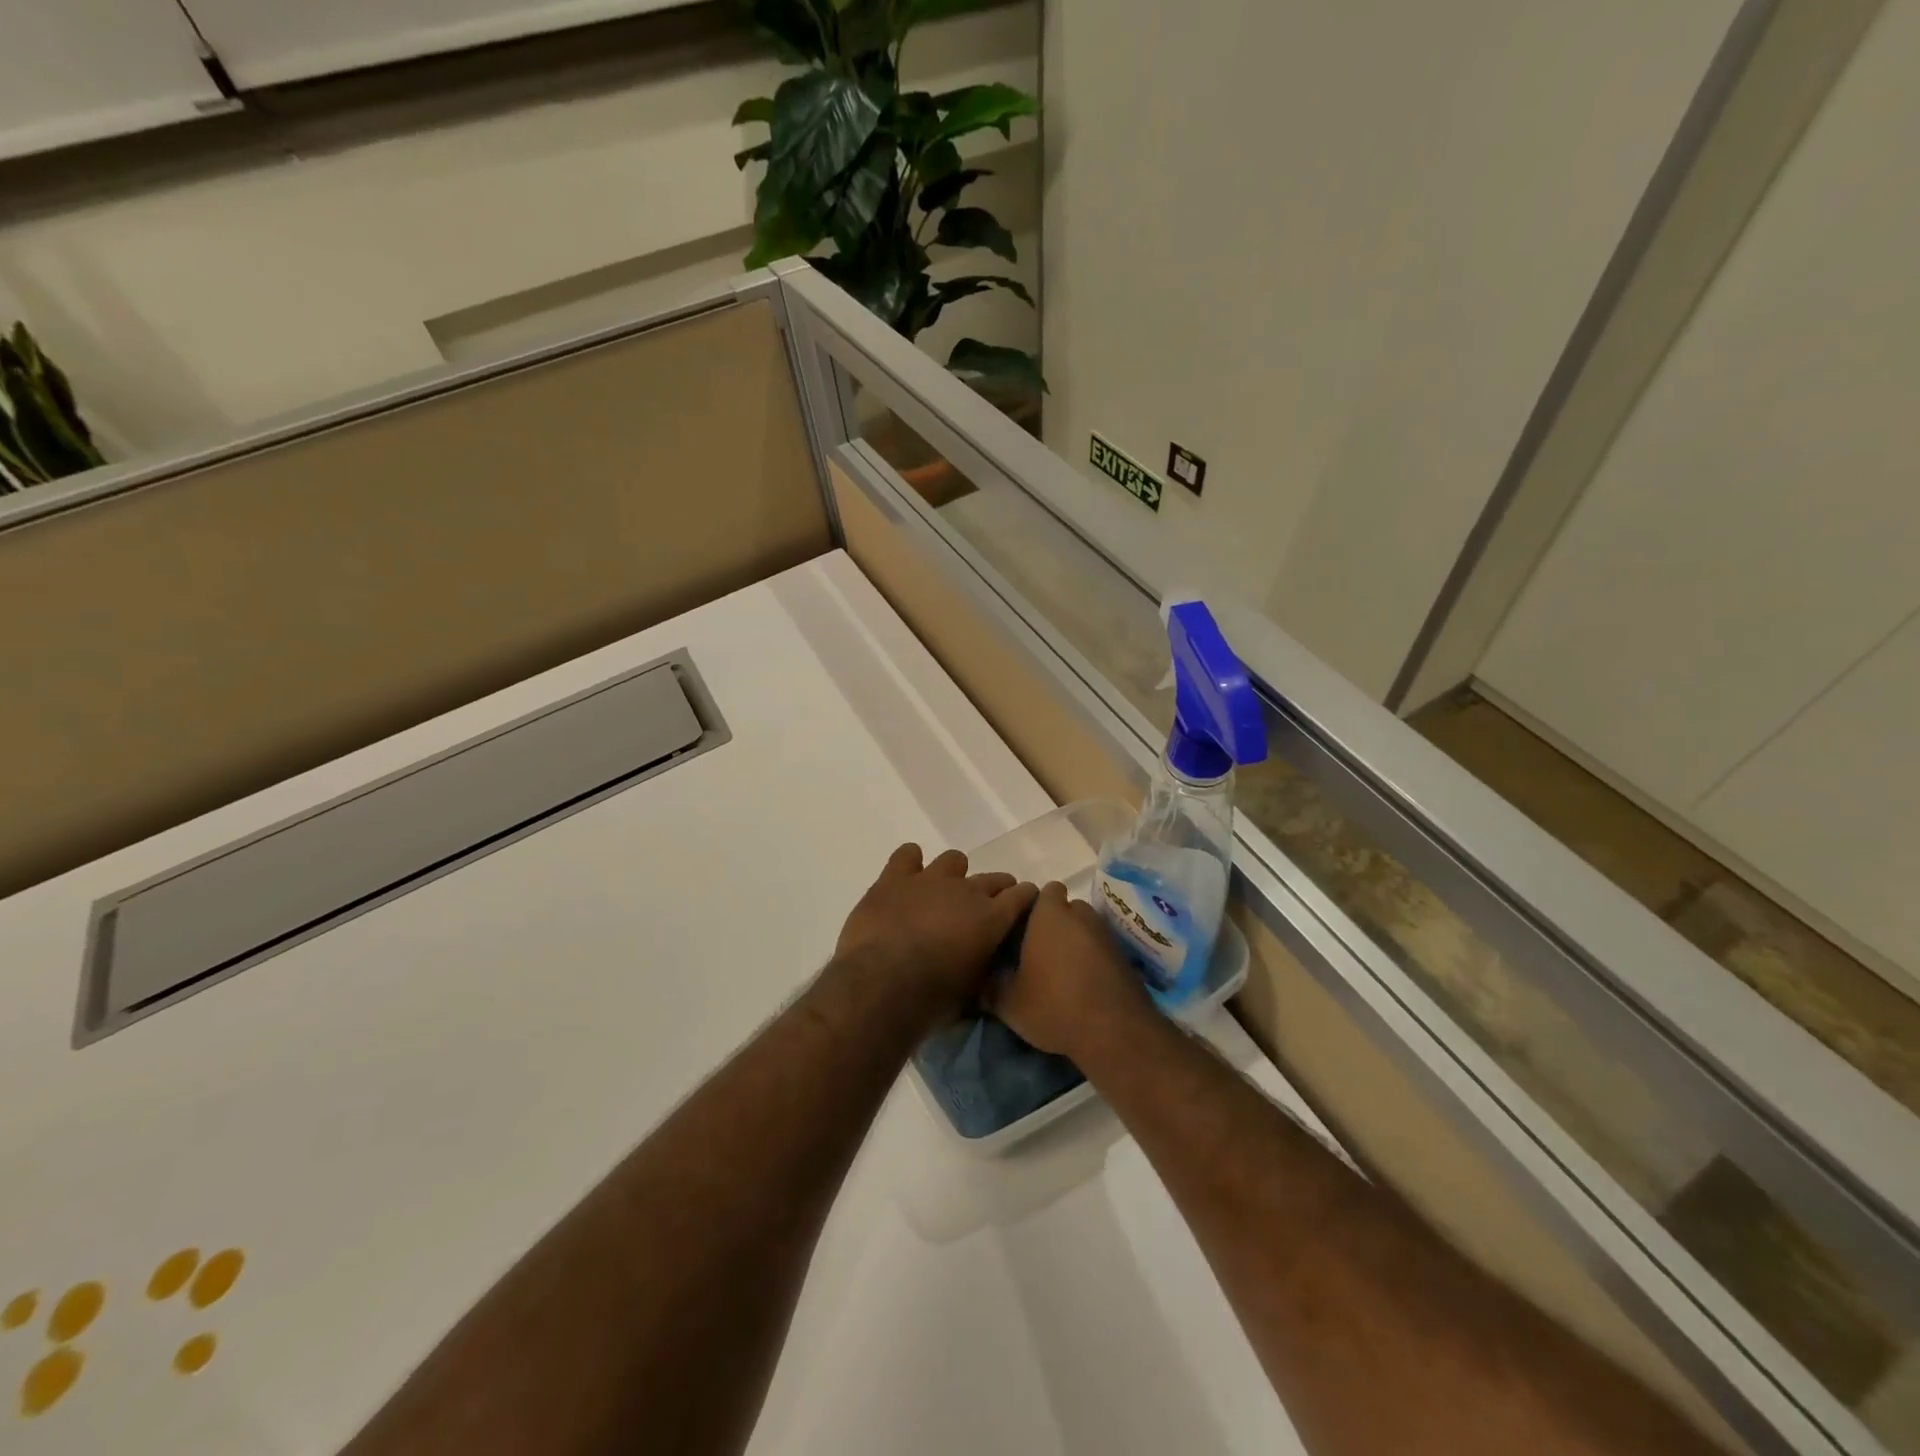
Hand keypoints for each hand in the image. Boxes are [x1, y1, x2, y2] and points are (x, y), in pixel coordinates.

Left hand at [834, 844, 1037, 1027]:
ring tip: (942, 894)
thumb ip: (984, 967)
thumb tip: (985, 962)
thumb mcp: (972, 992)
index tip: (1022, 908)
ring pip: (954, 860)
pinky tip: (907, 878)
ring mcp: (930, 879)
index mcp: (992, 918)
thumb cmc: (932, 999)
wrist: (881, 984)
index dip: (1024, 899)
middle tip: (983, 910)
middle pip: (993, 878)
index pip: (1023, 895)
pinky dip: (910, 863)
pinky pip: (908, 854)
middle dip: (995, 890)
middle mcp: (967, 890)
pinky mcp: (895, 878)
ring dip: (953, 875)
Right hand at [989, 881, 1150, 1058]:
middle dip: (1055, 924)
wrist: (1115, 1031)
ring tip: (1062, 972)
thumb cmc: (1054, 1005)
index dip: (1034, 907)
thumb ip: (990, 987)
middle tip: (1039, 953)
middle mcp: (1080, 915)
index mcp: (1049, 914)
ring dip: (1075, 942)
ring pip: (1085, 928)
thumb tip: (981, 983)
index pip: (1044, 891)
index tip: (1023, 930)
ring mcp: (1106, 934)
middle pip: (1066, 908)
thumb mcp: (1009, 1003)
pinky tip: (1084, 986)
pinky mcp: (1124, 956)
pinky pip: (1101, 948)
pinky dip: (1093, 959)